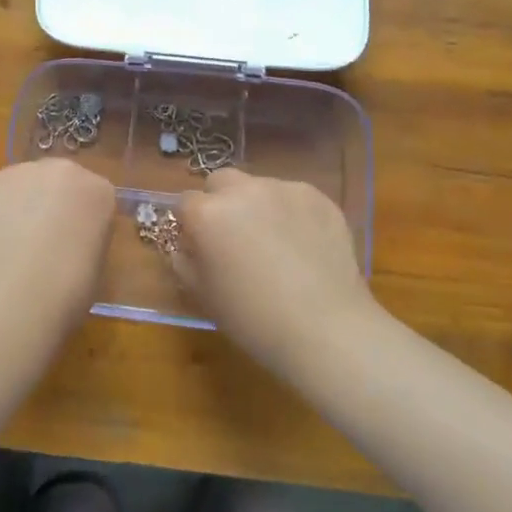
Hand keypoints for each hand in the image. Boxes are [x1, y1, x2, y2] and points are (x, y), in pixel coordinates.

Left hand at [0, 160, 115, 325]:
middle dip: (51, 203)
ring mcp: (23, 172)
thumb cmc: (70, 287)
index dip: (82, 221)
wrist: (19, 290)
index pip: (94, 197)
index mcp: (99, 191)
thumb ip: (84, 238)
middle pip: (58, 181)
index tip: (74, 245)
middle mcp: (63, 170)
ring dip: (20, 206)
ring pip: (23, 185)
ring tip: (11, 246)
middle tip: (41, 241)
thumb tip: (67, 241)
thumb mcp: (95, 264)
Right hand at [175, 168, 381, 369]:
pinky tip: (304, 246)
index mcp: (208, 214)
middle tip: (234, 236)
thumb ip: (184, 261)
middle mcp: (244, 190)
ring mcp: (284, 189)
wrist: (326, 329)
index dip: (190, 224)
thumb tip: (185, 246)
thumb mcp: (204, 295)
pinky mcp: (319, 197)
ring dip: (258, 206)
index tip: (200, 245)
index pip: (185, 202)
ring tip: (275, 243)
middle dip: (220, 201)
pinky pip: (294, 197)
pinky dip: (291, 213)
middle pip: (221, 181)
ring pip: (259, 187)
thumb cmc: (254, 319)